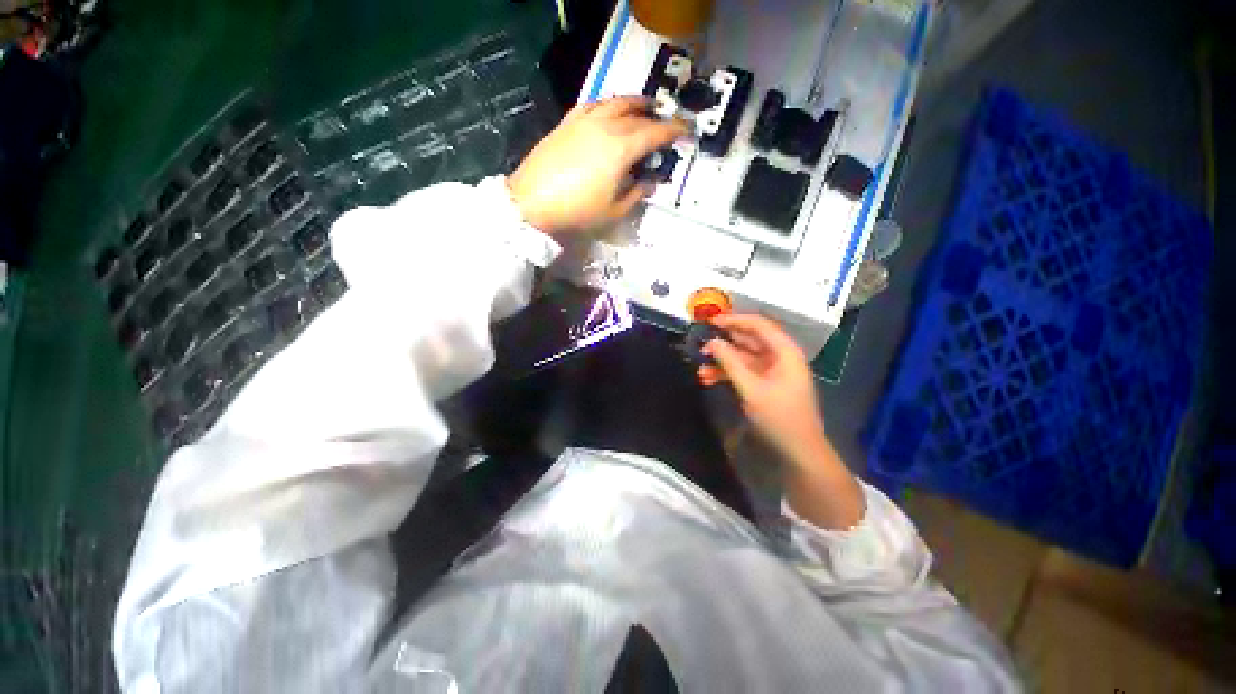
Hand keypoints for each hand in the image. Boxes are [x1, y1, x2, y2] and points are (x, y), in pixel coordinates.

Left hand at [507, 96, 687, 234]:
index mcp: (621, 148)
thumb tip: (650, 182)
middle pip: (638, 115)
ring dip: (635, 102)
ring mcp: (585, 121)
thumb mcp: (614, 211)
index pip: (655, 132)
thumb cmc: (577, 211)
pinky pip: (594, 105)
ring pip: (616, 102)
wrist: (532, 201)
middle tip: (667, 124)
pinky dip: (608, 104)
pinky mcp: (568, 123)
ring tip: (645, 105)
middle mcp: (606, 126)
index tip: (687, 130)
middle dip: (657, 118)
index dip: (674, 130)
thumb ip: (636, 194)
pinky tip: (610, 108)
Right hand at [699, 314, 827, 466]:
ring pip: (743, 357)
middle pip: (749, 340)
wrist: (798, 450)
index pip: (759, 325)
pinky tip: (708, 379)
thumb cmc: (779, 416)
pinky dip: (727, 374)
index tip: (710, 321)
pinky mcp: (765, 383)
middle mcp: (779, 356)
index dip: (734, 320)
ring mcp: (772, 371)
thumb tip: (711, 342)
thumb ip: (730, 362)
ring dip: (722, 361)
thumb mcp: (751, 388)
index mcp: (784, 351)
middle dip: (724, 343)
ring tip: (700, 368)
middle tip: (701, 346)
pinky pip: (744, 371)